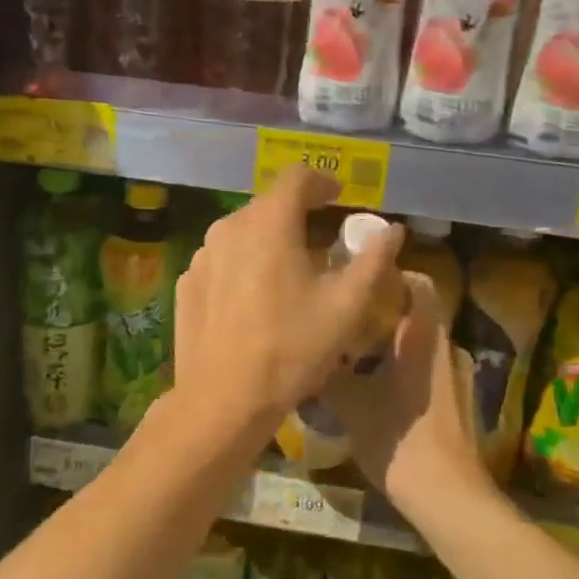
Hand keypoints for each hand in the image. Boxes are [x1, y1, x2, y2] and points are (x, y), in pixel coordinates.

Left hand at [172, 167, 404, 446]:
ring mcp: (201, 256)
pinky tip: (254, 301)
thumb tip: (392, 230)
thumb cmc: (291, 349)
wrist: (222, 401)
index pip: (297, 177)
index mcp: (269, 223)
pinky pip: (222, 261)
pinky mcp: (186, 283)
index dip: (322, 182)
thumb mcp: (347, 307)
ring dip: (269, 241)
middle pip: (269, 205)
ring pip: (242, 233)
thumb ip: (373, 260)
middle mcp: (229, 227)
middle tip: (321, 244)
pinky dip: (242, 266)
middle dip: (298, 215)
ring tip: (288, 274)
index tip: (338, 198)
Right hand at [327, 272, 495, 518]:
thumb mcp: (351, 404)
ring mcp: (454, 375)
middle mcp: (445, 347)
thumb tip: (307, 355)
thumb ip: (328, 374)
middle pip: (414, 313)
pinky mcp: (455, 401)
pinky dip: (399, 369)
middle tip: (342, 320)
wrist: (448, 496)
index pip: (418, 282)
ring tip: (350, 356)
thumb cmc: (399, 438)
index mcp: (424, 336)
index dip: (390, 274)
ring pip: (417, 344)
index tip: (356, 279)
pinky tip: (372, 390)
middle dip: (378, 312)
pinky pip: (424, 369)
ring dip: (387, 345)